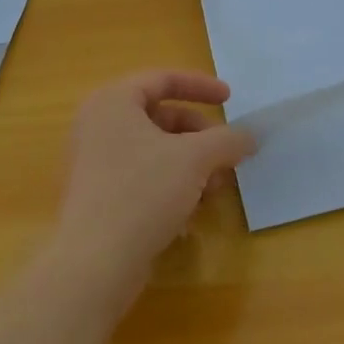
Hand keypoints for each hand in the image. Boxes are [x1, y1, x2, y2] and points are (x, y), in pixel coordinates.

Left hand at [51, 70, 254, 296]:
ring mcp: (95, 163)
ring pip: (155, 151)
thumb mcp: (195, 158)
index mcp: (113, 102)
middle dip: (201, 137)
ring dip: (191, 165)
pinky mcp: (99, 197)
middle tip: (227, 157)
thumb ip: (227, 140)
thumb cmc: (142, 192)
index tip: (230, 98)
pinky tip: (190, 212)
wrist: (94, 263)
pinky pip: (142, 177)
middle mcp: (98, 126)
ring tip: (215, 190)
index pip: (162, 79)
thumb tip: (249, 136)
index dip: (200, 86)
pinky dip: (171, 185)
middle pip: (161, 117)